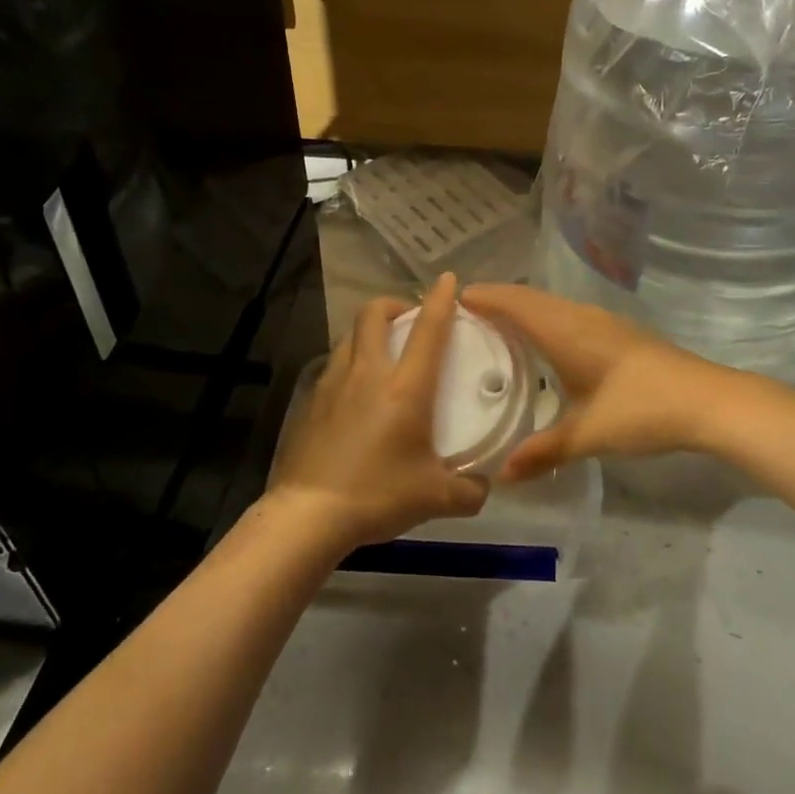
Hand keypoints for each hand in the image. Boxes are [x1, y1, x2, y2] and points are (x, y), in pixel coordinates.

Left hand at [268, 273, 489, 551]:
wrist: (309, 514)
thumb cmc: (378, 495)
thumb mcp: (436, 498)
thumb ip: (470, 490)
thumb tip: (485, 486)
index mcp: (405, 388)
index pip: (429, 330)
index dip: (441, 300)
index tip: (448, 280)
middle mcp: (368, 374)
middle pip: (374, 315)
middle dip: (393, 304)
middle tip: (409, 318)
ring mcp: (333, 384)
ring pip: (350, 336)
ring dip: (369, 332)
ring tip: (382, 352)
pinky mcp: (311, 401)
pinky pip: (333, 366)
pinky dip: (350, 363)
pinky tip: (356, 392)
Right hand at [461, 283, 736, 478]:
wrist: (709, 401)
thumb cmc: (642, 410)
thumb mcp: (588, 434)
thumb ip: (544, 451)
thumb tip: (502, 475)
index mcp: (566, 331)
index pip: (515, 303)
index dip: (484, 297)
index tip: (452, 300)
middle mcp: (581, 317)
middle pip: (530, 297)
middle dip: (497, 299)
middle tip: (465, 315)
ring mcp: (604, 322)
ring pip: (552, 304)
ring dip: (523, 308)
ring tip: (496, 326)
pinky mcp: (620, 334)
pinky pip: (568, 315)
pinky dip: (544, 318)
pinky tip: (544, 343)